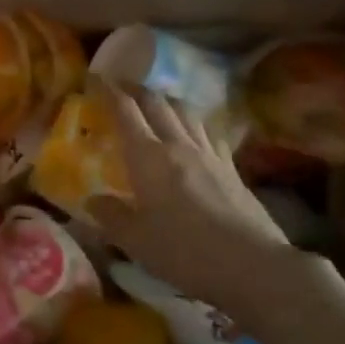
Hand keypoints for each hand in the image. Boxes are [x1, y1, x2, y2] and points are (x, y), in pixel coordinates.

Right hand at [86, 80, 297, 333]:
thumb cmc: (184, 252)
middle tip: (121, 87)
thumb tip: (92, 200)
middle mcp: (178, 145)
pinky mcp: (232, 167)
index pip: (125, 111)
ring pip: (186, 111)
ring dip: (167, 100)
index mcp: (148, 157)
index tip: (94, 78)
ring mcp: (209, 154)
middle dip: (136, 90)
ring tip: (156, 103)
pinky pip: (209, 133)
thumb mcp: (135, 241)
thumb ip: (110, 216)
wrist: (252, 265)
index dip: (108, 91)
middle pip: (157, 103)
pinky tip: (195, 133)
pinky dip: (194, 124)